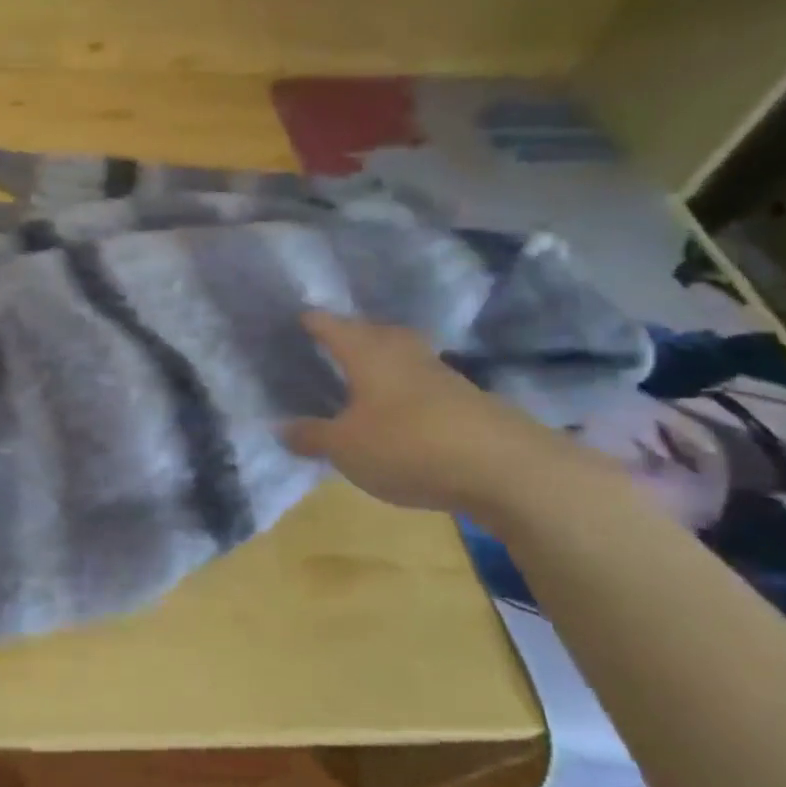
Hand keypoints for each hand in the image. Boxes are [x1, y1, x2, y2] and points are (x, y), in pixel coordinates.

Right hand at [283, 313, 608, 521]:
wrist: (504, 468)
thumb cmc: (407, 445)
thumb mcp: (345, 448)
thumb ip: (311, 436)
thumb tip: (281, 427)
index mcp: (367, 353)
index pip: (331, 325)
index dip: (311, 321)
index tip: (295, 317)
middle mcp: (402, 353)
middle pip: (372, 332)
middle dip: (351, 334)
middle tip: (328, 343)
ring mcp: (439, 373)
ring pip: (401, 355)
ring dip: (380, 361)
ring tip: (360, 375)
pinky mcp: (465, 399)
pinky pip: (421, 383)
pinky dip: (403, 389)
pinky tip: (396, 409)